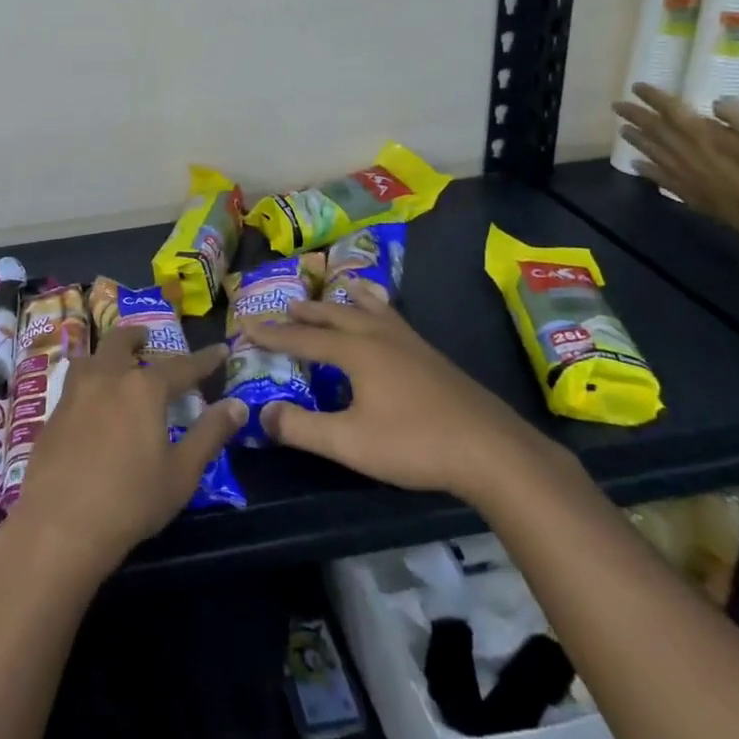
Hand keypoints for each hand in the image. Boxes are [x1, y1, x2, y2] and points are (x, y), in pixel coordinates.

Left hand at [2, 326, 243, 582]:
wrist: (58, 526)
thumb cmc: (130, 500)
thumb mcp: (181, 472)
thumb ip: (210, 434)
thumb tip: (237, 405)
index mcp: (143, 388)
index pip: (182, 366)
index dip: (204, 359)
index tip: (220, 349)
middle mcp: (107, 378)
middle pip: (121, 343)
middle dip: (137, 337)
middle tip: (147, 338)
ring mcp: (74, 394)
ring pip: (91, 358)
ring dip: (107, 354)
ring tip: (116, 364)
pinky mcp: (52, 415)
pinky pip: (74, 383)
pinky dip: (89, 380)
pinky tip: (91, 401)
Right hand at [250, 289, 544, 502]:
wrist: (491, 450)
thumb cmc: (414, 443)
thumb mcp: (349, 442)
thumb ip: (301, 428)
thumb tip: (262, 413)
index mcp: (356, 351)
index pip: (303, 338)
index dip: (273, 334)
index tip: (247, 325)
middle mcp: (380, 337)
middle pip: (336, 315)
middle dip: (308, 312)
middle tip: (287, 306)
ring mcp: (411, 344)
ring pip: (371, 310)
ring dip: (346, 302)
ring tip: (341, 289)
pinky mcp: (433, 357)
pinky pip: (394, 319)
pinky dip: (378, 310)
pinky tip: (388, 322)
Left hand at [611, 83, 738, 263]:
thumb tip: (715, 101)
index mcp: (700, 133)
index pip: (670, 109)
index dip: (652, 97)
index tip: (636, 86)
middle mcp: (682, 150)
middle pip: (653, 128)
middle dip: (634, 115)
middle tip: (615, 106)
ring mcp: (680, 172)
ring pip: (650, 150)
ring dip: (635, 139)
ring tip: (621, 130)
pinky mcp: (683, 190)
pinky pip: (657, 176)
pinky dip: (644, 169)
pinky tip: (634, 165)